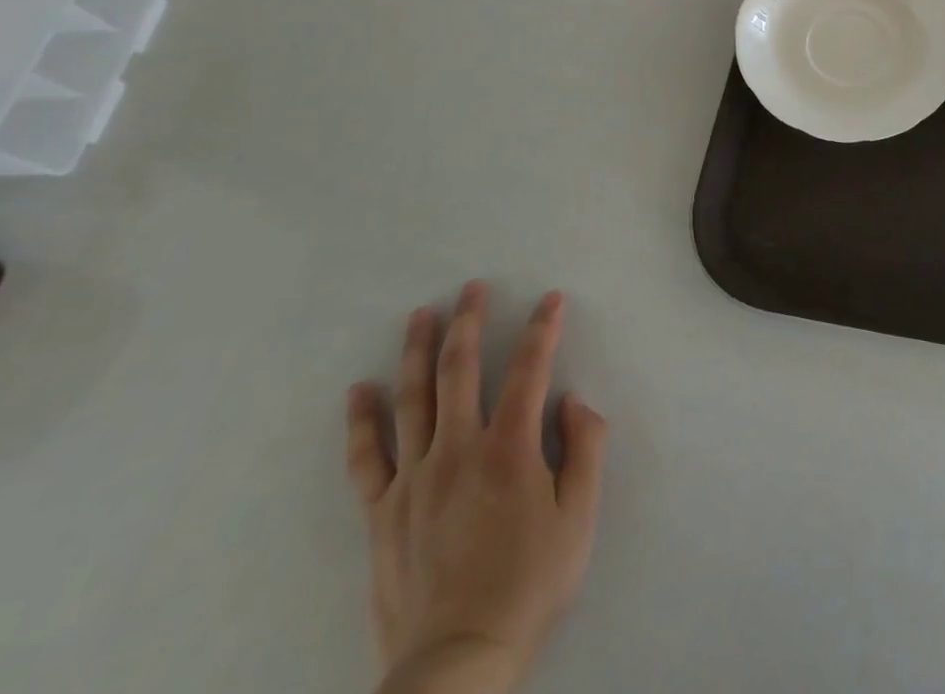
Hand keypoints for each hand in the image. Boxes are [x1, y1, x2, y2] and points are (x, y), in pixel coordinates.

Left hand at [346, 283, 608, 693]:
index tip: (551, 298)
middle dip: (469, 322)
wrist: (458, 662)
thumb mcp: (579, 518)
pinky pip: (367, 458)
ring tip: (421, 315)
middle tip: (472, 287)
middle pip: (461, 370)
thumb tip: (572, 402)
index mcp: (509, 449)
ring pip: (414, 399)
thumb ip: (584, 450)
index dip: (543, 328)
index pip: (530, 369)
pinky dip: (362, 421)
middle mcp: (458, 451)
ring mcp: (414, 480)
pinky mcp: (382, 513)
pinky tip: (360, 391)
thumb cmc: (529, 584)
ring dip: (419, 351)